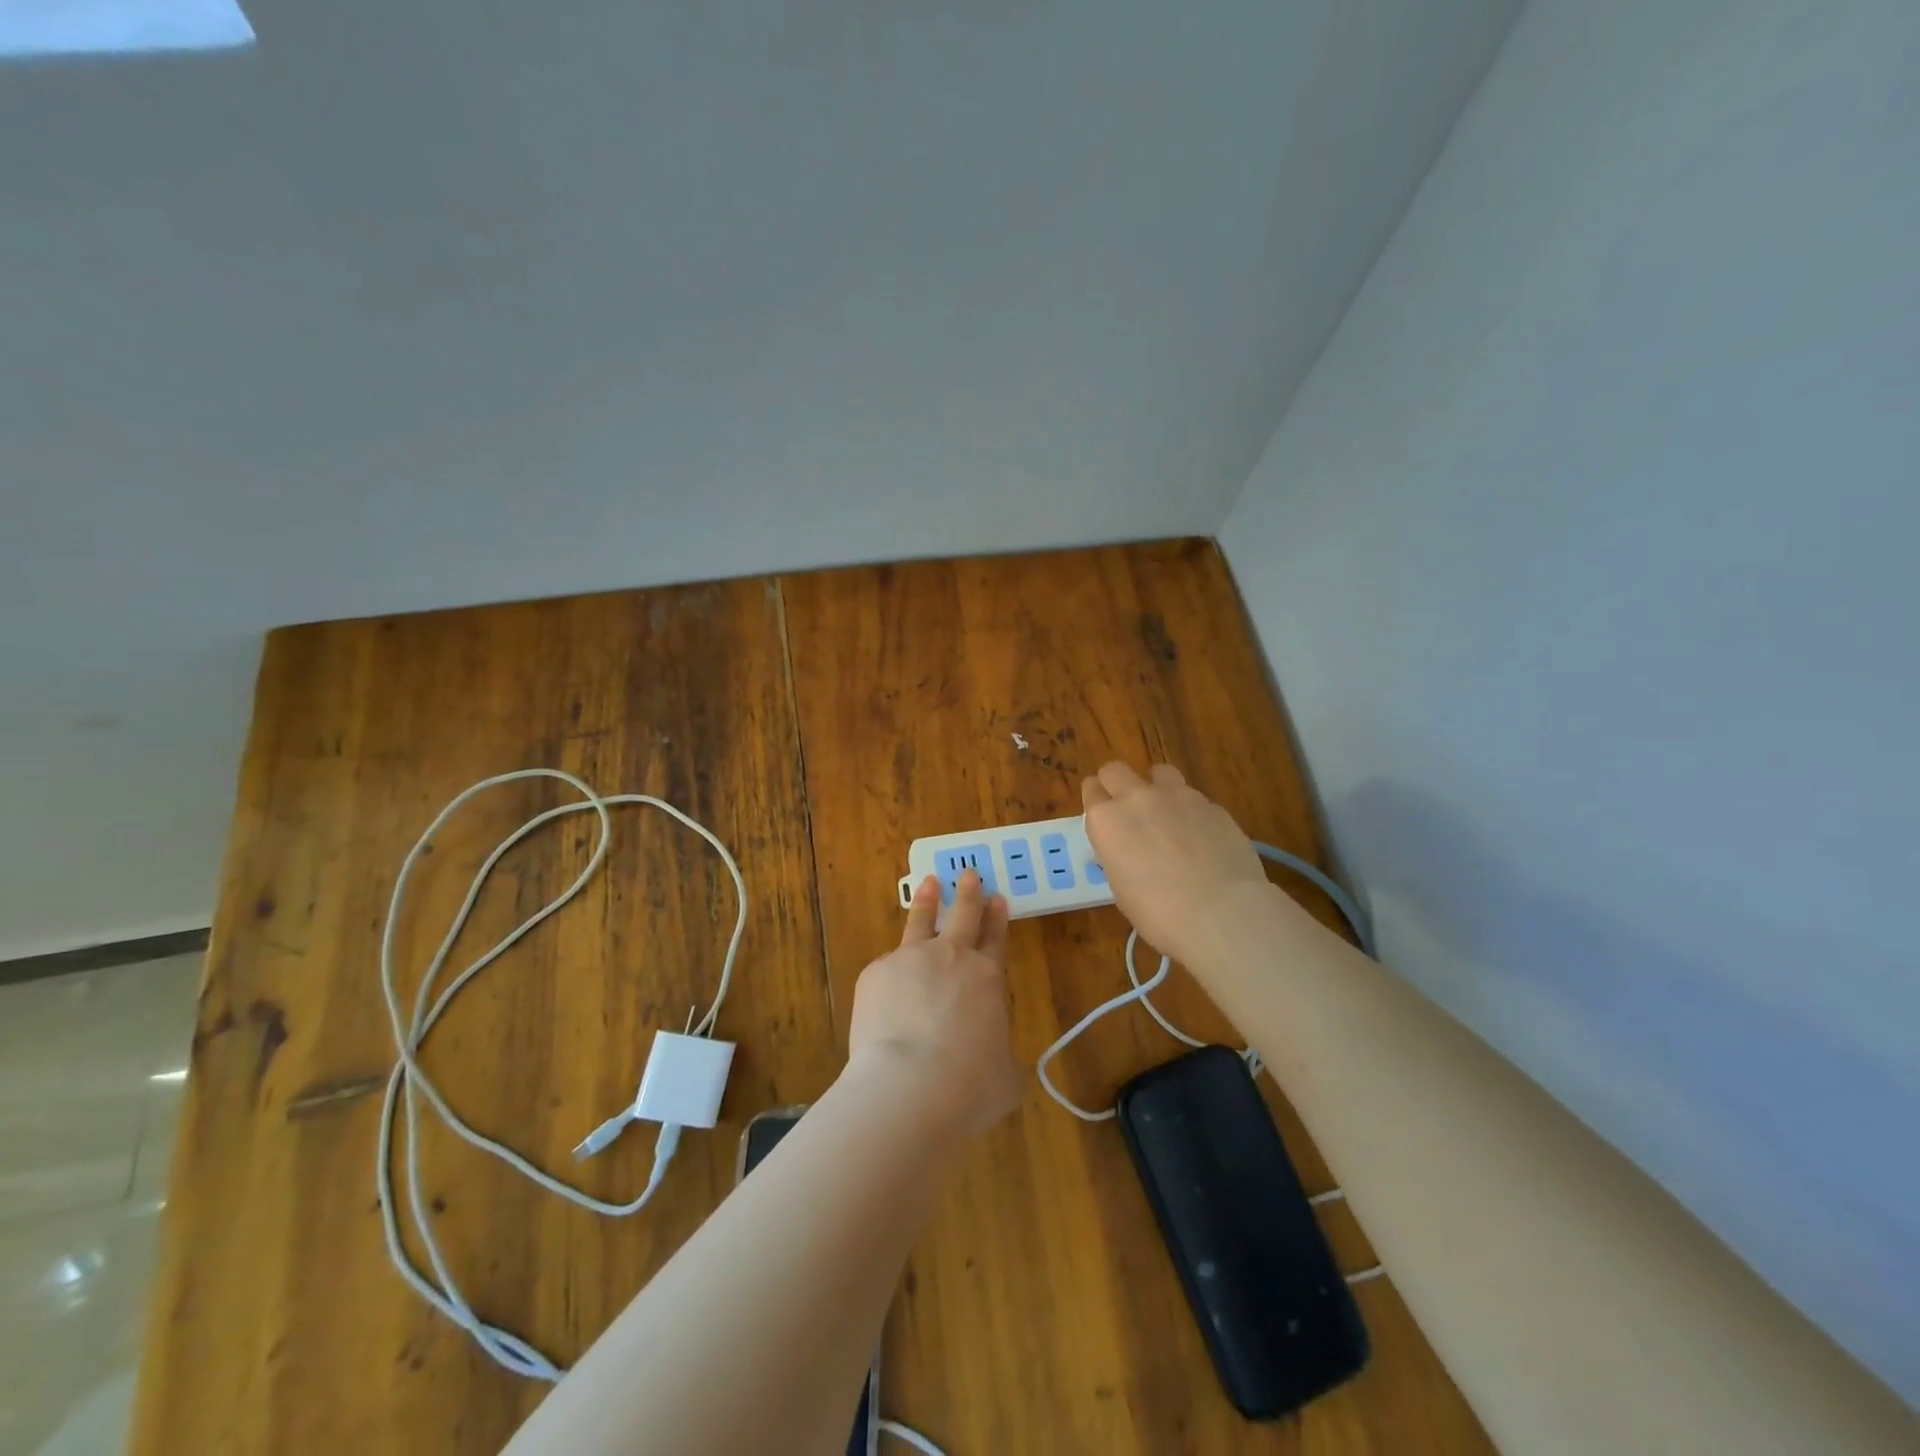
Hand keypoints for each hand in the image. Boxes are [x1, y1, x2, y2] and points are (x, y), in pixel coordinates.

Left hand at [847, 870, 1020, 1135]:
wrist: (910, 1086)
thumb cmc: (969, 1086)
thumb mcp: (1005, 1078)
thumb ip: (1001, 1056)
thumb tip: (994, 1061)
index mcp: (987, 978)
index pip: (996, 938)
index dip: (998, 918)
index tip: (998, 898)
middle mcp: (951, 958)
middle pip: (963, 915)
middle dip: (968, 893)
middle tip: (969, 874)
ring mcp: (910, 960)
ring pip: (920, 921)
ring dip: (927, 901)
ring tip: (929, 883)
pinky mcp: (875, 973)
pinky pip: (886, 968)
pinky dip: (890, 974)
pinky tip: (886, 991)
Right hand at [1082, 761, 1267, 965]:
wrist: (1221, 913)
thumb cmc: (1158, 913)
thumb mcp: (1121, 888)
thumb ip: (1119, 855)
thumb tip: (1130, 850)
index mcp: (1106, 820)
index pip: (1091, 791)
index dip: (1096, 802)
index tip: (1103, 817)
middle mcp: (1137, 798)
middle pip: (1116, 770)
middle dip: (1117, 784)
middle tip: (1127, 810)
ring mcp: (1177, 796)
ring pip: (1159, 772)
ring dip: (1157, 787)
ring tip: (1168, 815)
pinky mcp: (1211, 804)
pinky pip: (1194, 798)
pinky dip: (1191, 812)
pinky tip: (1202, 838)